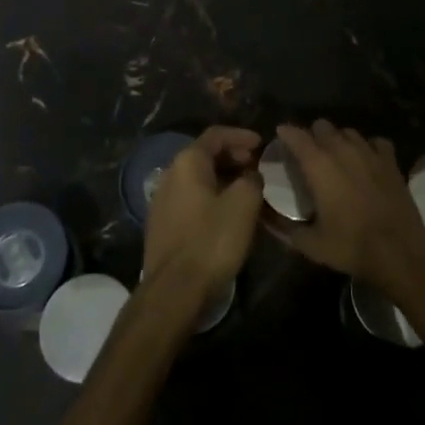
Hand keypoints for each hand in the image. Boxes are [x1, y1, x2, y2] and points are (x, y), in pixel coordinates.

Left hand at [142, 126, 263, 291]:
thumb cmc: (211, 240)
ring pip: (198, 179)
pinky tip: (227, 212)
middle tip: (256, 166)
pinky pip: (191, 198)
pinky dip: (212, 196)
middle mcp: (170, 174)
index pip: (215, 135)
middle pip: (204, 155)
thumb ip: (252, 179)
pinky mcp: (162, 224)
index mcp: (187, 162)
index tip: (262, 143)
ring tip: (247, 190)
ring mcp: (162, 200)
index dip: (241, 135)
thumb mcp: (243, 204)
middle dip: (233, 157)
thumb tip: (250, 175)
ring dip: (223, 178)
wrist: (174, 290)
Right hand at [274, 121, 424, 296]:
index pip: (296, 135)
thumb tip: (265, 219)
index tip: (280, 135)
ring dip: (338, 139)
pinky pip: (375, 142)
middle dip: (312, 135)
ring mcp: (369, 152)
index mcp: (319, 165)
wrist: (399, 251)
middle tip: (309, 154)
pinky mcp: (390, 160)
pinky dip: (368, 147)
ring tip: (336, 156)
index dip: (286, 133)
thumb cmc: (351, 245)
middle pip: (322, 126)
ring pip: (348, 131)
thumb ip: (284, 229)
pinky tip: (366, 160)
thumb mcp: (310, 244)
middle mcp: (342, 150)